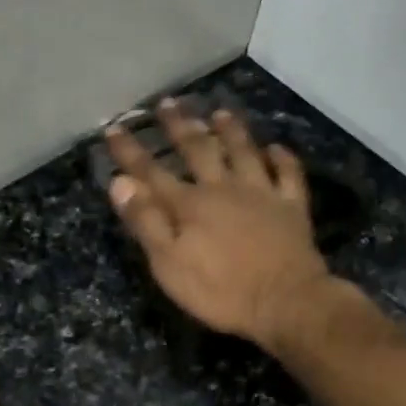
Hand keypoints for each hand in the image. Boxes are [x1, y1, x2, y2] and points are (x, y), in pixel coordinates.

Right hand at [104, 100, 332, 348]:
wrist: (285, 302)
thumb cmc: (221, 291)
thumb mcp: (169, 264)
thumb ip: (146, 222)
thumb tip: (120, 182)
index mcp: (189, 205)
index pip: (151, 172)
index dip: (131, 151)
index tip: (114, 128)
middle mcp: (224, 188)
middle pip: (199, 150)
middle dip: (180, 126)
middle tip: (168, 103)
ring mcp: (262, 194)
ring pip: (244, 152)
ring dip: (231, 131)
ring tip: (220, 112)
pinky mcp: (292, 208)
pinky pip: (288, 175)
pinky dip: (282, 159)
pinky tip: (277, 148)